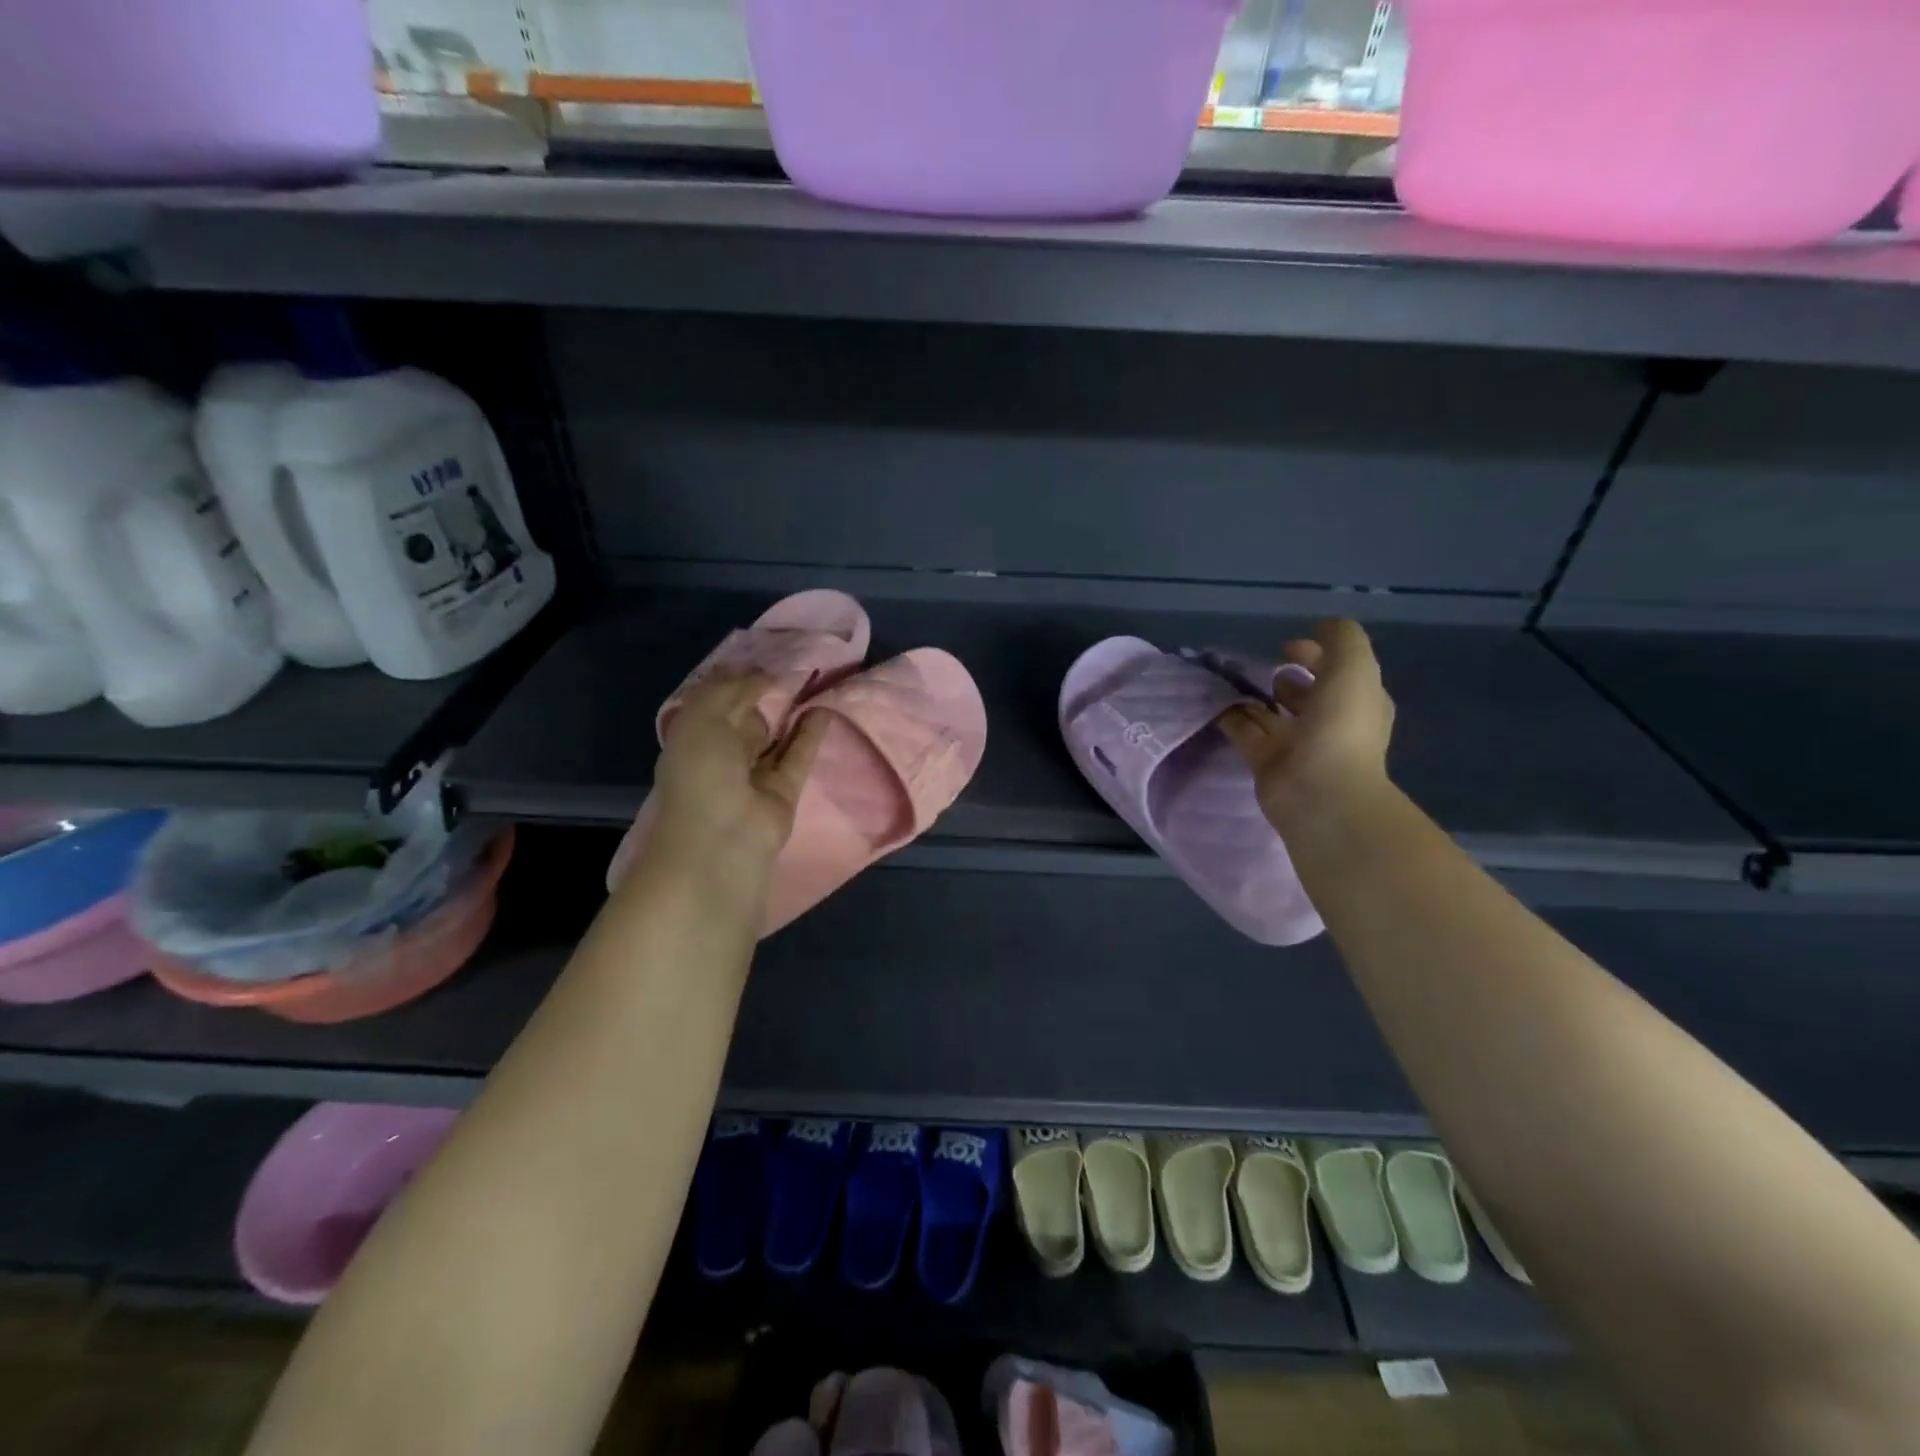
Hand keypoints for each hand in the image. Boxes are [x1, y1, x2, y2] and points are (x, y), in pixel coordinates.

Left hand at [646, 673, 828, 879]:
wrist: (722, 839)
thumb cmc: (701, 773)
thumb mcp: (701, 718)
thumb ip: (729, 691)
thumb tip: (761, 676)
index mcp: (692, 738)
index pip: (714, 701)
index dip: (734, 678)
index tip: (760, 654)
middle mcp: (721, 755)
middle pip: (744, 717)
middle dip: (762, 693)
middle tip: (791, 662)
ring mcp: (754, 774)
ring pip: (774, 736)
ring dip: (788, 711)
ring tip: (813, 680)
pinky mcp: (784, 790)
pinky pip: (798, 755)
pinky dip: (810, 733)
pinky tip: (824, 709)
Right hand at [1218, 619, 1395, 838]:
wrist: (1319, 792)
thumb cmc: (1342, 726)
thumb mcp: (1354, 667)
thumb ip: (1341, 639)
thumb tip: (1318, 629)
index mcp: (1358, 702)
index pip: (1339, 671)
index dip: (1318, 654)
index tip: (1288, 645)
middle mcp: (1330, 723)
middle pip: (1306, 695)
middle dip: (1287, 679)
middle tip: (1263, 667)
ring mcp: (1297, 745)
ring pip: (1273, 714)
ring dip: (1256, 698)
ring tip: (1233, 680)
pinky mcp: (1266, 762)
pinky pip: (1246, 733)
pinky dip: (1232, 718)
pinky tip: (1216, 702)